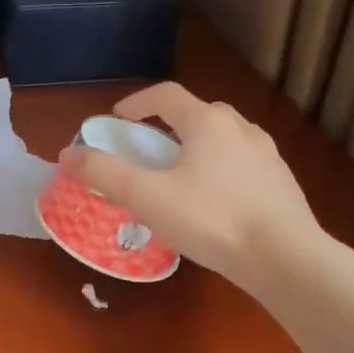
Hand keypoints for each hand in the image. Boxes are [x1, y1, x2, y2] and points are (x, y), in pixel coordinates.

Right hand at [61, 82, 322, 282]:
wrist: (285, 258)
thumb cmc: (210, 219)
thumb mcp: (147, 197)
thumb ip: (104, 173)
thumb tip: (68, 153)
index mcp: (208, 122)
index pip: (166, 94)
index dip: (137, 102)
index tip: (117, 119)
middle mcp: (241, 129)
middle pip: (198, 113)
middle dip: (168, 126)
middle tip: (149, 150)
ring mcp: (267, 155)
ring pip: (223, 139)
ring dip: (196, 148)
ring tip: (180, 178)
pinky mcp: (281, 183)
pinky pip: (242, 164)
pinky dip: (220, 170)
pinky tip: (213, 203)